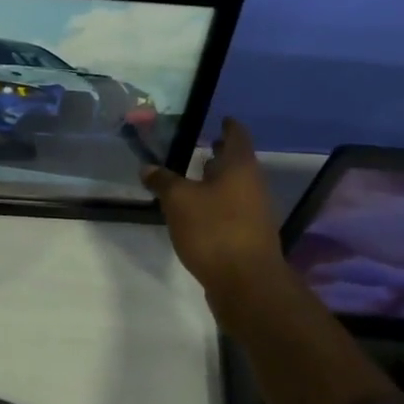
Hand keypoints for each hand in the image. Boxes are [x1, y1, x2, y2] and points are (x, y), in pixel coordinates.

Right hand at [141, 117, 285, 295]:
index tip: (220, 119)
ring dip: (217, 181)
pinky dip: (217, 203)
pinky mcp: (249, 236)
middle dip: (220, 154)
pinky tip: (197, 212)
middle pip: (238, 163)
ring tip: (193, 178)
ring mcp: (254, 212)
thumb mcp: (178, 201)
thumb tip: (148, 167)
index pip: (237, 136)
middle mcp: (252, 185)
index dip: (228, 126)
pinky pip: (232, 210)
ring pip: (235, 188)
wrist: (247, 284)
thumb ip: (163, 181)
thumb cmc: (214, 230)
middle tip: (201, 145)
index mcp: (240, 167)